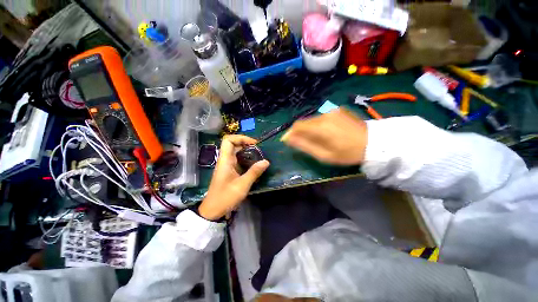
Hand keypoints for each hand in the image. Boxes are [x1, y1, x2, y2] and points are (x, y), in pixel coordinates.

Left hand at [198, 135, 269, 220]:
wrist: (213, 211)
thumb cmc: (225, 197)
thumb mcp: (242, 185)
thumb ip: (254, 172)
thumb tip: (266, 161)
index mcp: (225, 160)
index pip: (228, 140)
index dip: (241, 138)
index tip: (253, 143)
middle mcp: (225, 160)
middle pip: (234, 145)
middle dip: (247, 144)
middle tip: (259, 150)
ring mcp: (227, 166)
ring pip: (237, 153)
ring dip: (248, 152)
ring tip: (259, 156)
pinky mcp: (230, 172)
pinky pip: (239, 161)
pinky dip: (247, 160)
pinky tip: (255, 165)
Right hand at [281, 108, 367, 164]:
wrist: (374, 143)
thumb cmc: (347, 153)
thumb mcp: (324, 155)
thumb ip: (304, 146)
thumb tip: (288, 139)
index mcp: (320, 127)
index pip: (297, 126)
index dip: (290, 133)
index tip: (288, 140)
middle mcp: (324, 115)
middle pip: (304, 122)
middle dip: (300, 132)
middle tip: (303, 142)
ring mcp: (332, 111)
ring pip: (312, 119)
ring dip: (309, 128)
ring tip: (317, 139)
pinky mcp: (338, 110)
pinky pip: (322, 117)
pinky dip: (318, 124)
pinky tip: (326, 132)